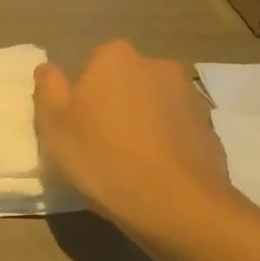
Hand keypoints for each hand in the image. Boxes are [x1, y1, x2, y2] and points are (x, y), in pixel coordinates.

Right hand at [34, 40, 231, 232]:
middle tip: (103, 148)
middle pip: (127, 83)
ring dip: (145, 125)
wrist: (176, 203)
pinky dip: (170, 146)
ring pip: (156, 106)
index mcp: (115, 57)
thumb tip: (49, 68)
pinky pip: (180, 132)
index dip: (83, 98)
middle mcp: (157, 65)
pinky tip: (160, 176)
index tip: (79, 130)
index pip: (93, 67)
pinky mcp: (211, 128)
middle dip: (117, 106)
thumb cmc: (103, 158)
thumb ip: (48, 88)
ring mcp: (190, 96)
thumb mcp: (53, 125)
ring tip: (133, 167)